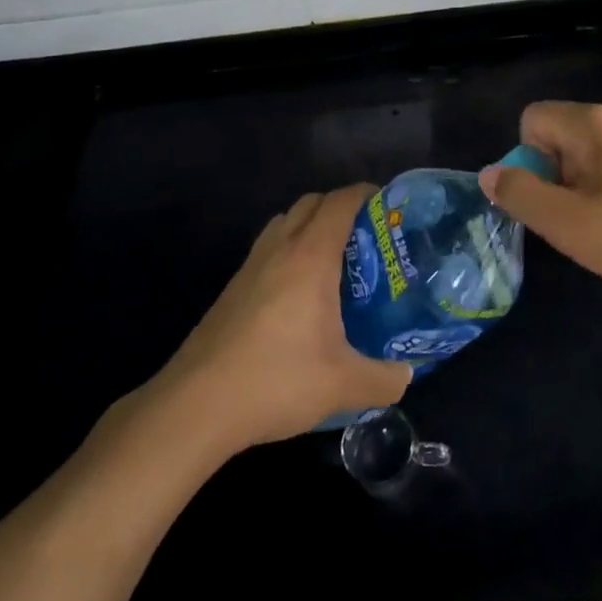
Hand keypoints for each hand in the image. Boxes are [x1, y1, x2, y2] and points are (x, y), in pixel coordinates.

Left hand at [162, 185, 411, 449]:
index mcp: (310, 256)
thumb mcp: (343, 386)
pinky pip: (268, 250)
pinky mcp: (232, 289)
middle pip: (311, 203)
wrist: (195, 406)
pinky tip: (299, 297)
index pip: (341, 202)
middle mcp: (279, 249)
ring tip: (334, 263)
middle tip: (367, 237)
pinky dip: (289, 252)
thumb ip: (384, 379)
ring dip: (310, 227)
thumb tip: (406, 376)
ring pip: (284, 223)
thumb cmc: (275, 380)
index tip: (389, 207)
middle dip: (341, 208)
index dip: (367, 194)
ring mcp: (250, 267)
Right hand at [479, 102, 601, 304]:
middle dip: (560, 172)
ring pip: (597, 147)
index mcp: (597, 123)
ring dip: (589, 181)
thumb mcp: (570, 226)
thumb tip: (490, 174)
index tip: (554, 197)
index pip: (535, 117)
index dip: (529, 158)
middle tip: (582, 217)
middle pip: (566, 131)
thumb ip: (522, 196)